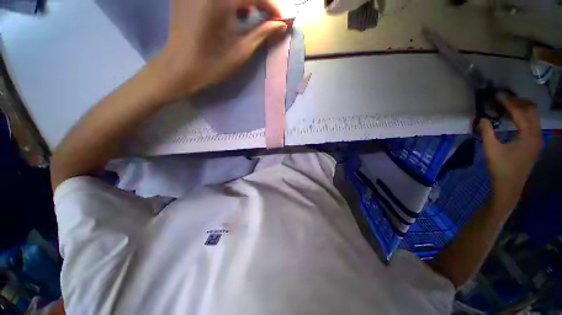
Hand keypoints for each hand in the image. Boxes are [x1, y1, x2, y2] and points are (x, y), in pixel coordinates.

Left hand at [147, 0, 287, 101]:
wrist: (180, 67)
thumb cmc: (213, 64)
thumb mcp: (241, 51)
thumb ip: (262, 33)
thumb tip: (282, 25)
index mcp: (222, 0)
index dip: (272, 7)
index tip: (280, 21)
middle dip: (258, 1)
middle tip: (266, 16)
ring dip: (243, 1)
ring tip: (247, 14)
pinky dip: (228, 1)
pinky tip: (229, 10)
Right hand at [479, 95, 542, 209]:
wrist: (509, 186)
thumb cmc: (500, 168)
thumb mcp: (490, 149)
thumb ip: (486, 132)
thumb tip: (481, 118)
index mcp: (528, 135)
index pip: (519, 112)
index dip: (508, 102)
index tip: (496, 95)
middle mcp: (537, 134)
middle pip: (531, 110)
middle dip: (517, 102)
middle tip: (501, 99)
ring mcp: (537, 139)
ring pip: (532, 116)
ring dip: (520, 108)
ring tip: (505, 106)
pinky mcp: (534, 143)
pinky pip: (531, 123)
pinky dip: (522, 117)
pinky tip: (511, 118)